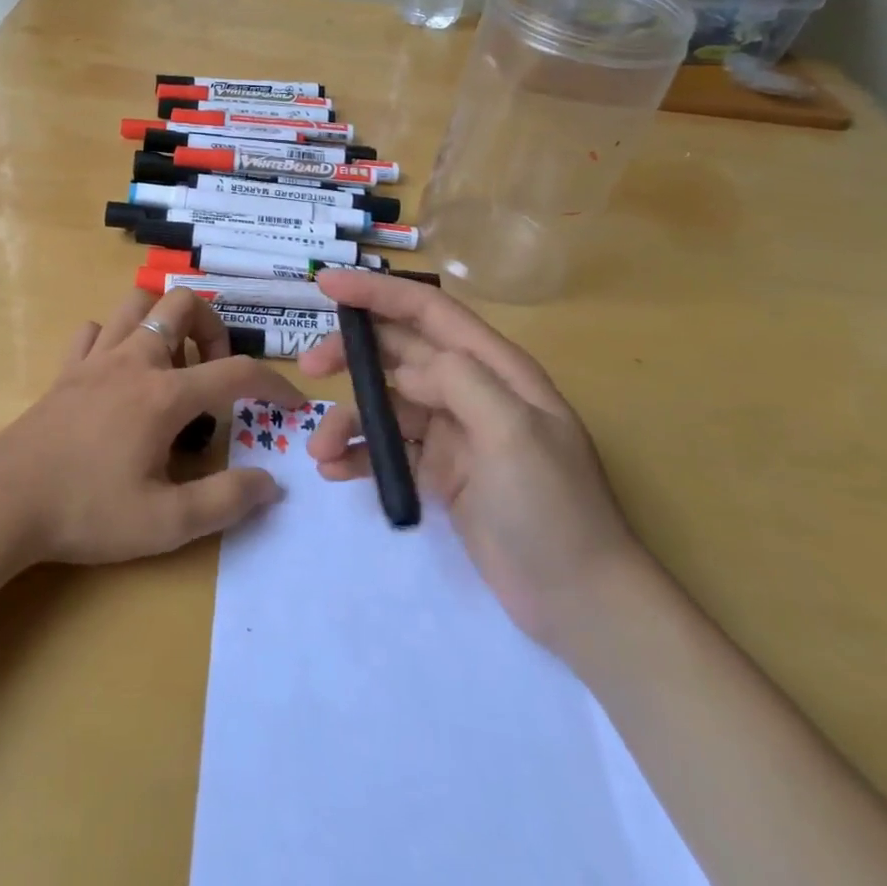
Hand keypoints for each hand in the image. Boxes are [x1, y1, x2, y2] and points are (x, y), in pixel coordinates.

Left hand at [0, 287, 304, 568]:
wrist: (2, 502)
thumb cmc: (86, 512)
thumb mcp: (165, 522)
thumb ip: (226, 502)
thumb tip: (271, 483)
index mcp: (164, 394)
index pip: (235, 372)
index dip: (273, 383)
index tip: (291, 403)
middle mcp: (134, 361)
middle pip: (182, 304)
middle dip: (212, 328)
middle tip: (213, 373)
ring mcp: (95, 360)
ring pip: (137, 305)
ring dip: (164, 323)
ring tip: (171, 368)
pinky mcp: (65, 371)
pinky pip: (95, 331)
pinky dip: (116, 339)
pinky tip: (119, 373)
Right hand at [300, 269, 644, 656]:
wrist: (579, 603)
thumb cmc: (552, 508)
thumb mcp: (514, 433)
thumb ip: (460, 381)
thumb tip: (409, 370)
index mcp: (494, 368)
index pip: (427, 311)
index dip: (376, 292)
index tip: (325, 283)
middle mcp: (470, 390)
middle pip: (397, 353)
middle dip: (350, 354)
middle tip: (307, 368)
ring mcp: (453, 432)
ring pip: (385, 404)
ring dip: (347, 419)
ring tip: (318, 450)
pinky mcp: (438, 471)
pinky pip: (387, 448)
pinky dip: (358, 454)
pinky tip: (335, 471)